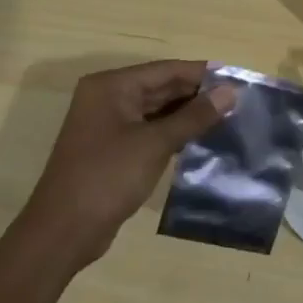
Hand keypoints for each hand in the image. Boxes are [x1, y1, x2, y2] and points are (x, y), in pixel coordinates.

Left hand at [19, 60, 238, 268]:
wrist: (63, 231)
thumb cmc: (107, 177)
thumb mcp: (155, 144)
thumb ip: (194, 116)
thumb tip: (231, 92)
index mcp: (111, 86)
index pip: (166, 70)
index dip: (202, 74)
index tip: (237, 80)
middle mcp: (108, 98)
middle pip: (161, 87)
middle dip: (197, 95)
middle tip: (238, 102)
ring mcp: (108, 124)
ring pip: (156, 110)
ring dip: (188, 115)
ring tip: (228, 119)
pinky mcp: (112, 149)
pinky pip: (149, 130)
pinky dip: (173, 132)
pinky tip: (201, 139)